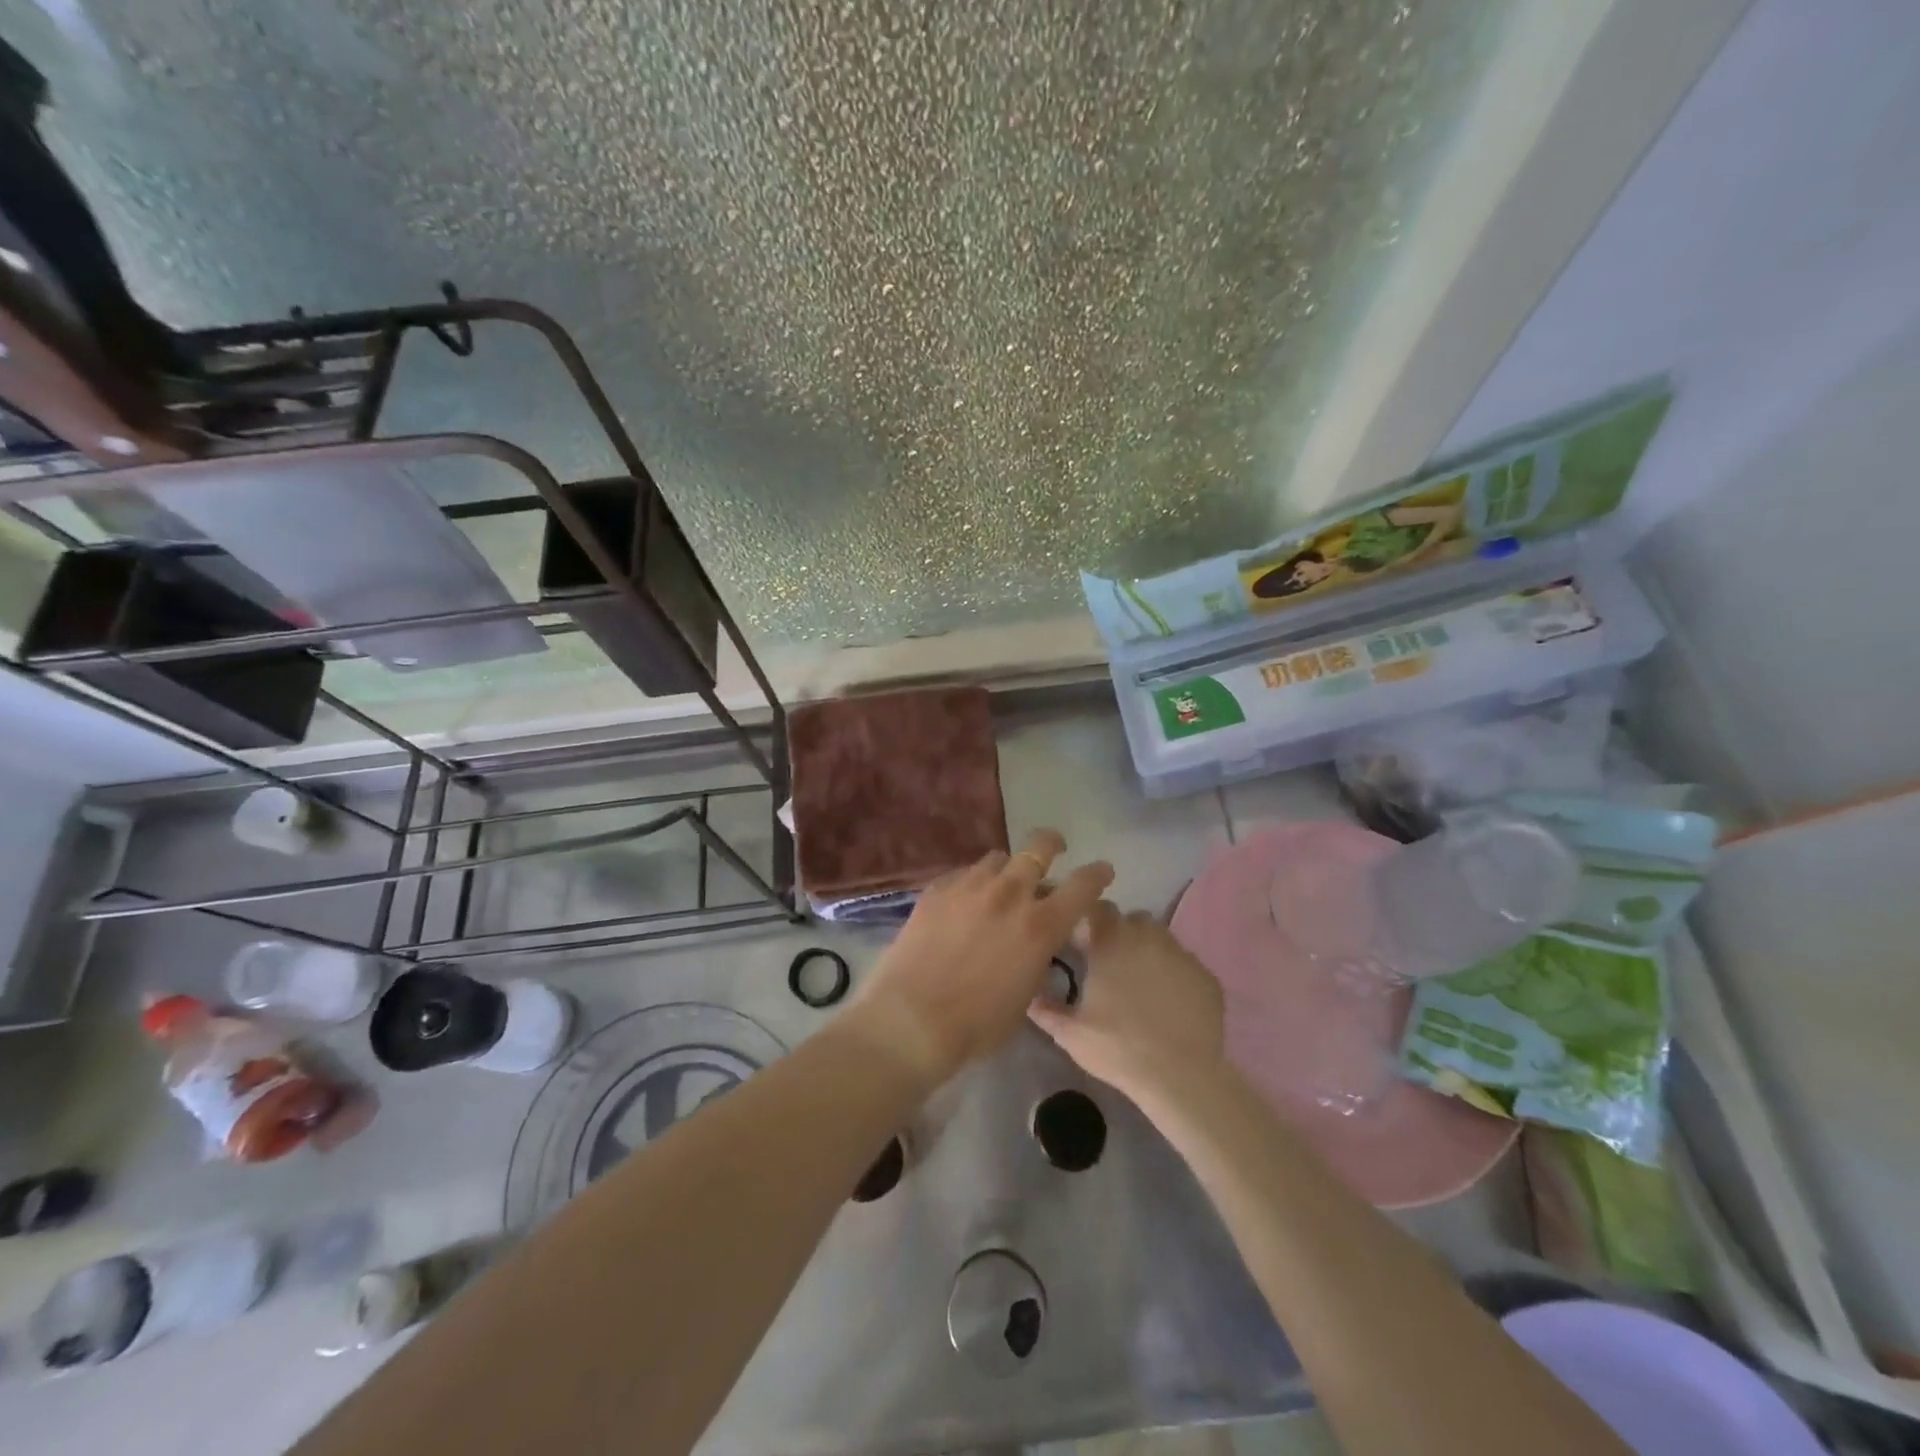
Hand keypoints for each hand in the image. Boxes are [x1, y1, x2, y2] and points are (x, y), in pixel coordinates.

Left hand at [846, 829, 1113, 1090]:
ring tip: (1002, 882)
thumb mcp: (1024, 999)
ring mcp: (970, 887)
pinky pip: (963, 874)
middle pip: (1039, 847)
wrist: (911, 1019)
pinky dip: (972, 883)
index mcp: (1040, 926)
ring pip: (998, 858)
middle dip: (1052, 844)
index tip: (1103, 870)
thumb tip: (1034, 946)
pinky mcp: (936, 890)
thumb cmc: (976, 1025)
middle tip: (1055, 848)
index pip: (1083, 886)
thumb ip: (1036, 961)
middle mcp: (1009, 895)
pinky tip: (964, 901)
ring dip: (1008, 868)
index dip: (1098, 874)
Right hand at [1028, 900, 1225, 1104]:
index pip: (1097, 907)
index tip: (1083, 940)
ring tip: (1142, 982)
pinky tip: (1171, 1003)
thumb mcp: (1071, 1034)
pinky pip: (1186, 965)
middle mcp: (1146, 936)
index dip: (1089, 919)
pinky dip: (1175, 975)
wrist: (1179, 1075)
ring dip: (1148, 950)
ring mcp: (1181, 954)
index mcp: (1110, 941)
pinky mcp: (1206, 976)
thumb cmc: (1117, 1046)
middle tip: (1111, 964)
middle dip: (1121, 934)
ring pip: (1161, 938)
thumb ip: (1047, 1010)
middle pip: (1131, 919)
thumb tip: (1029, 998)